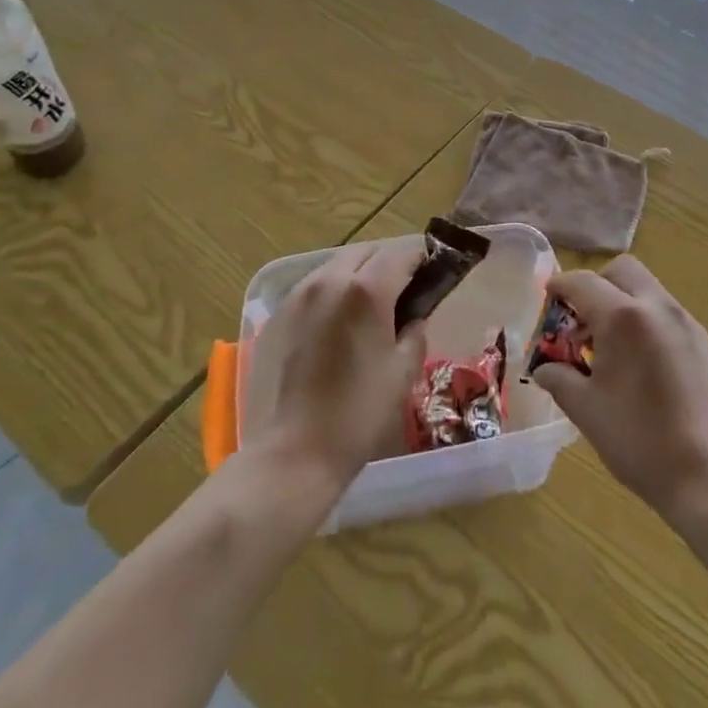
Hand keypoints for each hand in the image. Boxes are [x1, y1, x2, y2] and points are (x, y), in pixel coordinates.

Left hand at [245, 239, 428, 490]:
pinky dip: (330, 292)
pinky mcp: (276, 315)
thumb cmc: (357, 415)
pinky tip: (334, 324)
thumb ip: (415, 332)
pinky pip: (312, 287)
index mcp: (367, 290)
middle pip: (367, 252)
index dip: (421, 260)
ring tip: (366, 307)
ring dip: (357, 274)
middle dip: (387, 263)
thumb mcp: (403, 373)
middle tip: (401, 292)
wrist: (291, 455)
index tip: (431, 274)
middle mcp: (330, 280)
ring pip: (336, 265)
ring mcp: (298, 295)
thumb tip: (413, 317)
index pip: (402, 254)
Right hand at [531, 255, 707, 523]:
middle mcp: (657, 306)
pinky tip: (638, 361)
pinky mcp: (702, 341)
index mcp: (624, 317)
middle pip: (621, 270)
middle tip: (580, 321)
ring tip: (608, 346)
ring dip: (621, 300)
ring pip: (646, 288)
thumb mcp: (586, 410)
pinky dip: (644, 318)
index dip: (560, 286)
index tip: (547, 297)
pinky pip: (664, 311)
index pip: (583, 282)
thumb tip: (544, 367)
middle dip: (596, 285)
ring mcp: (685, 321)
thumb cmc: (640, 442)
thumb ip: (559, 378)